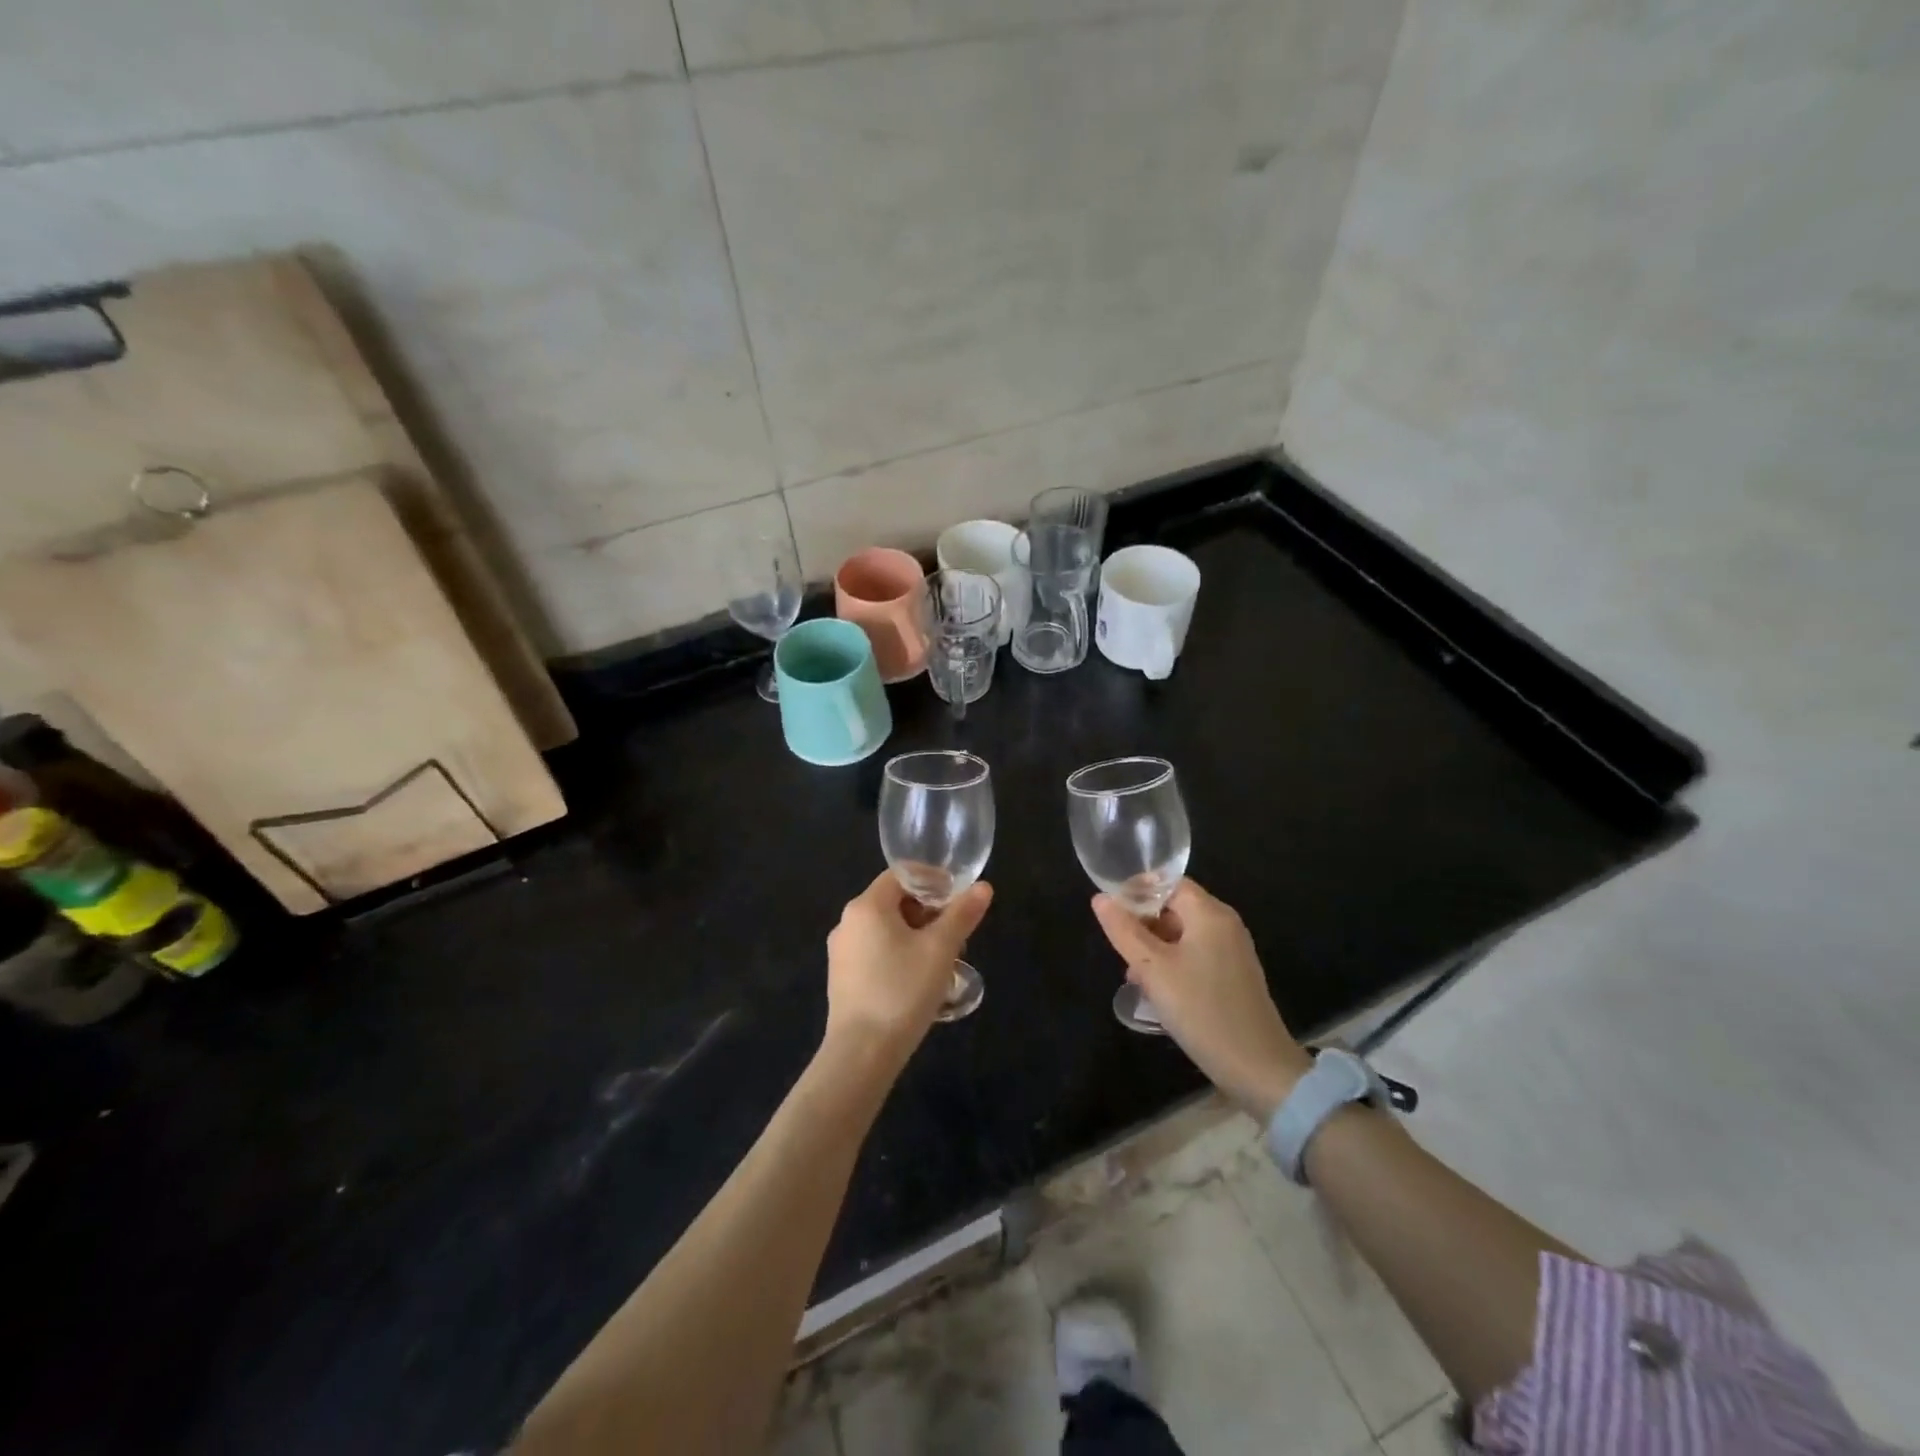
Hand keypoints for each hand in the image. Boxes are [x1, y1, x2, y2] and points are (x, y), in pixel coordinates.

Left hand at [826, 869, 992, 1061]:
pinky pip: (874, 952)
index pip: (902, 875)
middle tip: (957, 935)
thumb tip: (983, 887)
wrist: (861, 1053)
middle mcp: (847, 922)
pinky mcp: (841, 978)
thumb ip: (962, 914)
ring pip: (885, 929)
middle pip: (894, 901)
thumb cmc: (903, 991)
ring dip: (916, 936)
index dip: (933, 881)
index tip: (959, 898)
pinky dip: (899, 954)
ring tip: (943, 961)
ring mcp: (841, 951)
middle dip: (928, 913)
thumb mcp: (941, 950)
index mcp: (867, 906)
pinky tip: (918, 981)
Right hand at [1092, 879, 1311, 1119]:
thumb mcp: (1153, 970)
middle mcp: (1224, 925)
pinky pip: (1195, 956)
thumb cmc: (1202, 1010)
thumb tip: (1100, 899)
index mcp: (1209, 913)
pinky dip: (1172, 964)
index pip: (1167, 883)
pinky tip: (1156, 992)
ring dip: (1154, 949)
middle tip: (1119, 952)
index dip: (1136, 892)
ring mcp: (1231, 952)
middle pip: (1174, 908)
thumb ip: (1124, 931)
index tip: (1110, 913)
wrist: (1258, 1068)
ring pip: (1182, 935)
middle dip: (1143, 925)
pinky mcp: (1233, 976)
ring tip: (1133, 977)